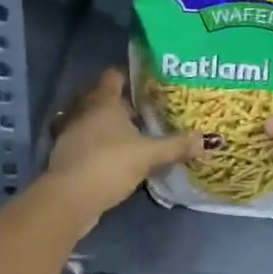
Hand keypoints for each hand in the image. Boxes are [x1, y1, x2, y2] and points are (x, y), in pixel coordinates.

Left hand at [43, 68, 201, 227]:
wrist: (69, 199)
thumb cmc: (109, 164)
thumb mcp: (148, 155)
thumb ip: (175, 146)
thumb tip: (205, 139)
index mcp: (103, 101)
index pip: (114, 76)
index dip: (129, 74)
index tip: (148, 81)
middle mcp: (84, 111)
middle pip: (103, 97)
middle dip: (123, 102)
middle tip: (148, 108)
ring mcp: (71, 133)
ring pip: (93, 120)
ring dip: (109, 124)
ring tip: (135, 132)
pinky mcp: (67, 155)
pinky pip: (87, 140)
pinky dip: (99, 143)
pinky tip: (116, 155)